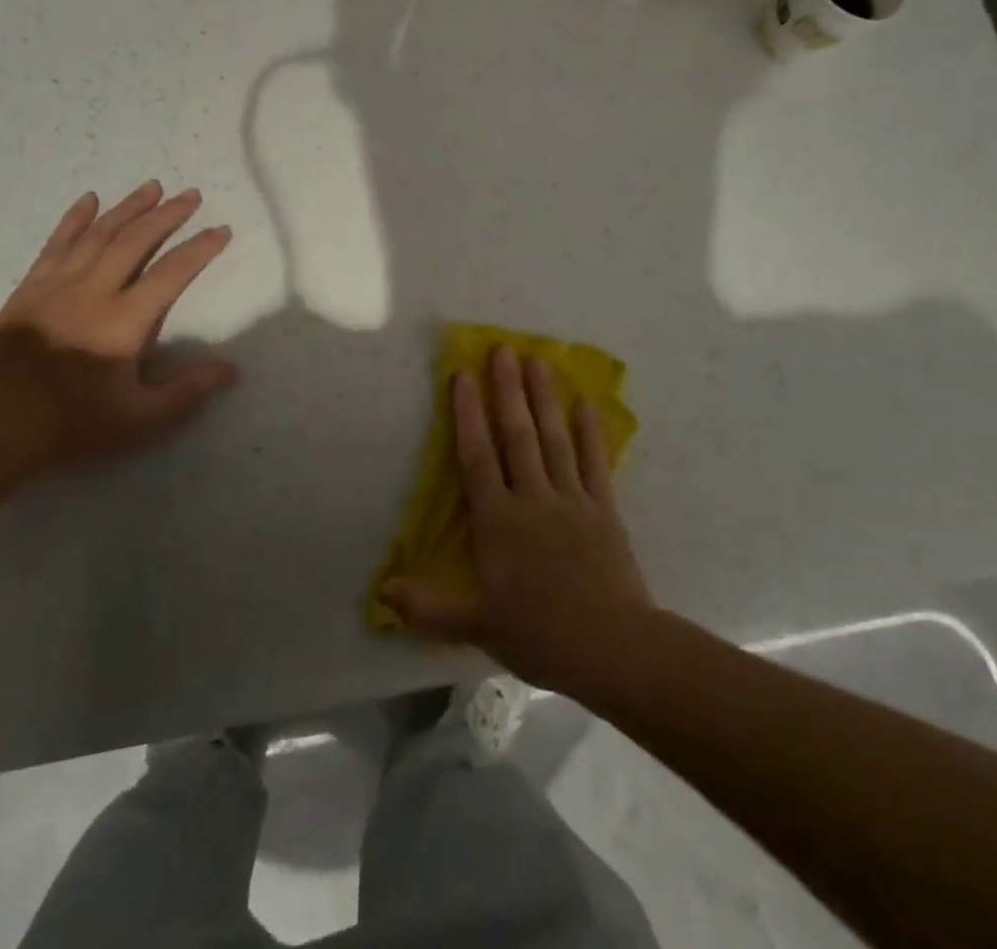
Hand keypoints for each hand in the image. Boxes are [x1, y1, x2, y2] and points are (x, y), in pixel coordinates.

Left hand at [0, 180, 238, 467]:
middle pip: (135, 240)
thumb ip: (188, 391)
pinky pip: (56, 244)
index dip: (200, 248)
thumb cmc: (75, 425)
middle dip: (167, 215)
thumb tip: (232, 369)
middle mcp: (93, 291)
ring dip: (127, 208)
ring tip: (151, 186)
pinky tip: (88, 199)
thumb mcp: (142, 419)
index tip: (222, 230)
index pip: (172, 272)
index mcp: (124, 320)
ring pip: (98, 234)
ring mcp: (57, 286)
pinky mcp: (29, 290)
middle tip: (190, 194)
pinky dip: (74, 219)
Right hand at [382, 345, 654, 692]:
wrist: (612, 648)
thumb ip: (428, 607)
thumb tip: (384, 590)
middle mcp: (533, 498)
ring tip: (539, 360)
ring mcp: (572, 500)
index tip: (463, 374)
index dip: (467, 413)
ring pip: (555, 439)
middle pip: (517, 435)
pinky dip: (591, 433)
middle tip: (503, 348)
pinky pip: (596, 463)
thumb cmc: (540, 635)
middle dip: (507, 390)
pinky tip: (587, 404)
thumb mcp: (476, 625)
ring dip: (545, 399)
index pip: (477, 456)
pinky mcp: (604, 510)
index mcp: (499, 521)